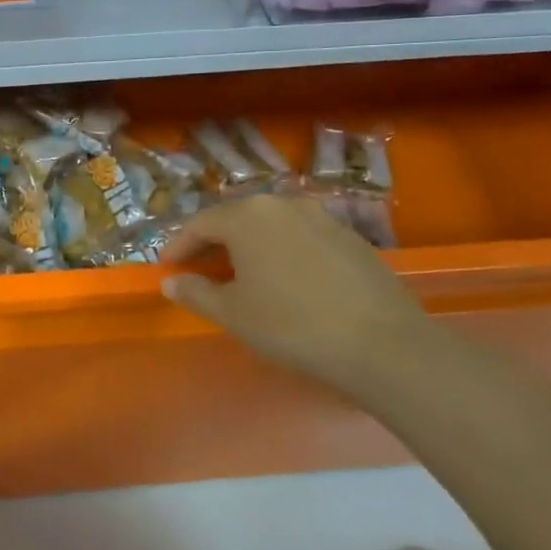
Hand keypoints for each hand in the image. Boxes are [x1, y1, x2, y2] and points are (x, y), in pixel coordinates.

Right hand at [160, 193, 439, 394]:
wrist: (383, 344)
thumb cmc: (291, 325)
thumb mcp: (232, 313)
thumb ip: (196, 293)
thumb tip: (171, 283)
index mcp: (247, 216)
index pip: (200, 224)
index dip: (179, 246)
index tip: (167, 267)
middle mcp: (282, 205)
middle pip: (236, 218)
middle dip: (214, 241)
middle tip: (201, 268)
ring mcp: (322, 217)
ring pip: (272, 225)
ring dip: (251, 245)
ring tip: (243, 274)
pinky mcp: (351, 238)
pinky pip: (302, 237)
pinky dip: (283, 252)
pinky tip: (287, 281)